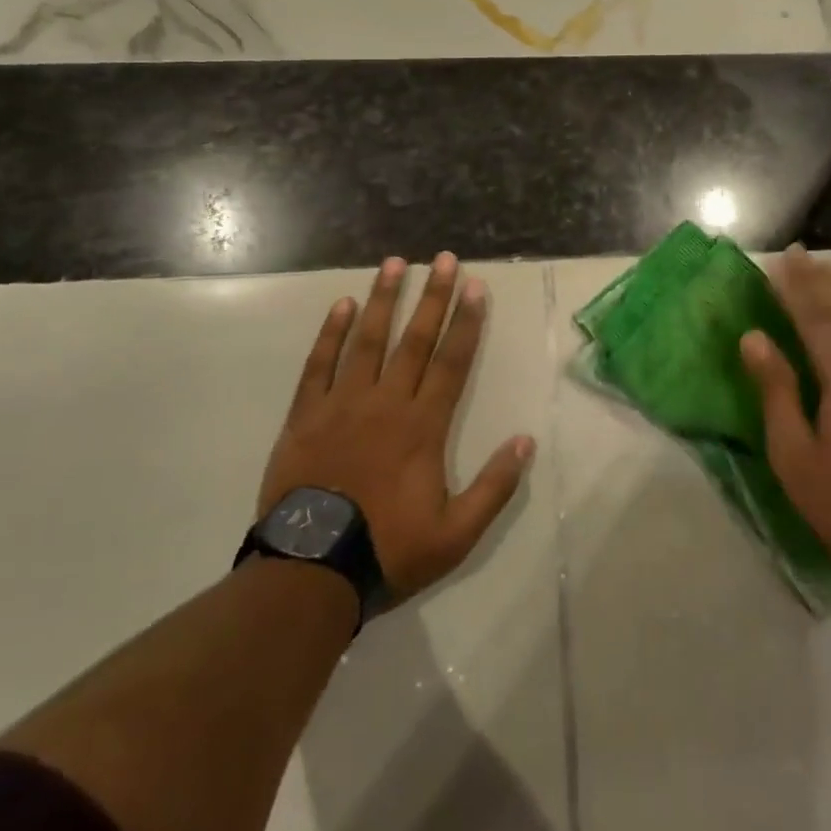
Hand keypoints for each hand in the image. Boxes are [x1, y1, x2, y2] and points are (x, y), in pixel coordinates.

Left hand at [259, 253, 535, 600]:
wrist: (310, 572)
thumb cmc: (387, 550)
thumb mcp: (456, 534)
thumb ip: (494, 487)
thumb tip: (525, 442)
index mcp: (423, 426)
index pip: (452, 361)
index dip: (467, 322)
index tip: (476, 286)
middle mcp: (387, 402)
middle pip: (415, 339)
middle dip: (433, 296)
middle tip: (444, 259)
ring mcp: (342, 404)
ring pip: (368, 340)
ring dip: (384, 299)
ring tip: (394, 264)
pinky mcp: (306, 415)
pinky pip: (319, 365)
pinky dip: (331, 333)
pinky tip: (343, 305)